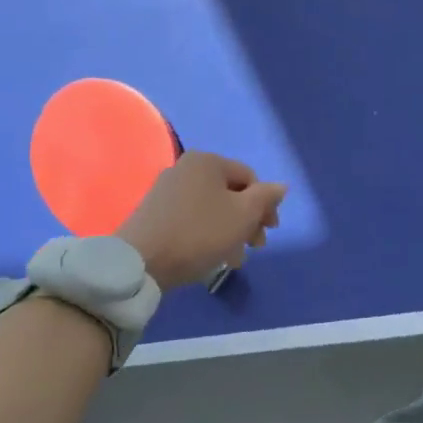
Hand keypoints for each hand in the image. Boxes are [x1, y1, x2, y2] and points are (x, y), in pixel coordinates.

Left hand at [116, 152, 285, 290]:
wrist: (141, 261)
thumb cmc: (200, 233)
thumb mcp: (243, 215)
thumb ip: (266, 197)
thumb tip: (281, 186)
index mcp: (208, 161)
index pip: (250, 178)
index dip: (266, 204)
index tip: (270, 231)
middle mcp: (186, 168)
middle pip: (231, 193)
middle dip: (248, 221)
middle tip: (256, 246)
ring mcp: (167, 190)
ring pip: (213, 209)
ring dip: (231, 232)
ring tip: (235, 259)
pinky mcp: (156, 212)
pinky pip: (194, 218)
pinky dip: (209, 234)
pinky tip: (214, 256)